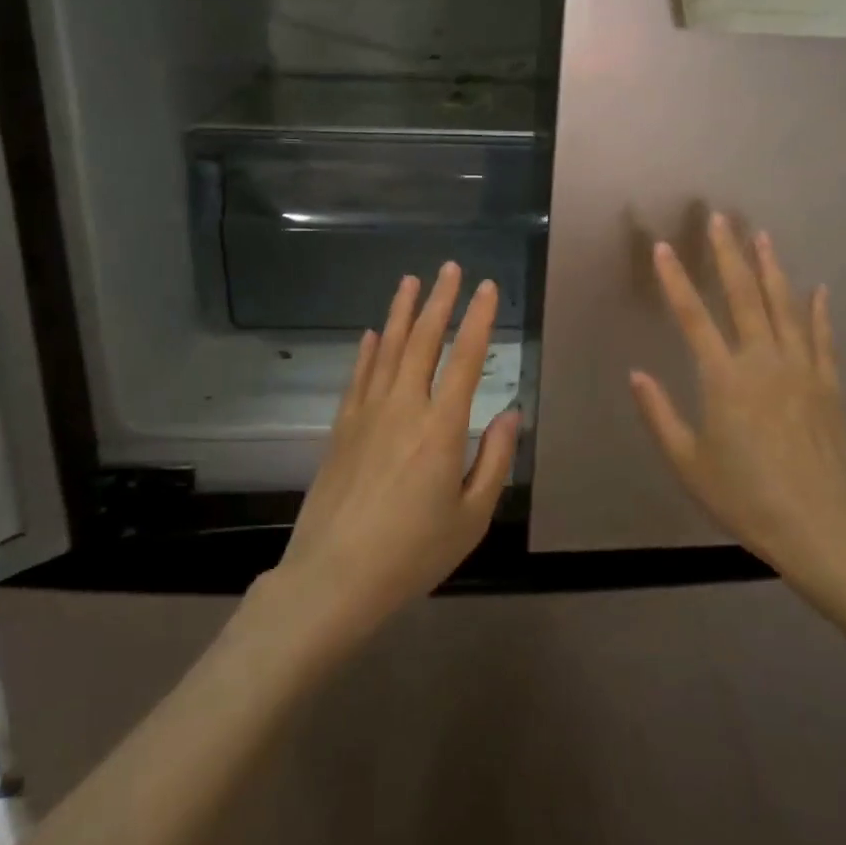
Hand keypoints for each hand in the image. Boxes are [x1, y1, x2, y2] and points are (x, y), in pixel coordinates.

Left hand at [274, 263, 517, 644]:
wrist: (333, 577)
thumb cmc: (413, 552)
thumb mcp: (471, 516)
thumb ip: (494, 460)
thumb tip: (512, 413)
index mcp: (441, 427)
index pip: (465, 358)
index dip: (479, 319)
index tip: (487, 287)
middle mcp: (403, 407)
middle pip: (423, 340)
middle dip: (440, 300)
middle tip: (449, 268)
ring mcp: (367, 413)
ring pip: (388, 349)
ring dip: (401, 312)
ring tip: (411, 281)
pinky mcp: (341, 428)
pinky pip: (358, 376)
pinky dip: (368, 350)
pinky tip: (373, 333)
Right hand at [629, 214, 845, 602]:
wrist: (822, 527)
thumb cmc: (746, 497)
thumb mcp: (689, 463)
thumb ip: (660, 414)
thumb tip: (636, 374)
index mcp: (724, 379)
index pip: (693, 317)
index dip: (675, 280)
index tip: (664, 247)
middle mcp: (763, 361)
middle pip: (744, 296)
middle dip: (728, 254)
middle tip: (719, 219)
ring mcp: (802, 369)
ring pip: (784, 306)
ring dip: (771, 268)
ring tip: (761, 235)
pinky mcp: (829, 385)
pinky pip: (822, 337)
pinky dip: (819, 311)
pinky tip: (818, 288)